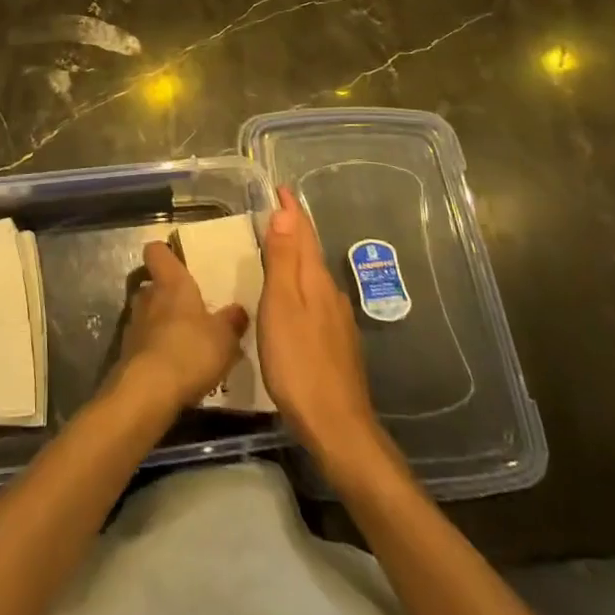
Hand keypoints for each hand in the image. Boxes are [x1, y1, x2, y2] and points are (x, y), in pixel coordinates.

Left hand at [115, 239, 249, 415]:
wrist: (148, 391)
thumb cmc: (190, 351)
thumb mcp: (224, 338)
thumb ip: (232, 322)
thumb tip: (238, 310)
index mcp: (171, 283)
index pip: (156, 251)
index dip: (164, 253)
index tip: (177, 261)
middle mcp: (148, 296)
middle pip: (152, 285)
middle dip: (168, 295)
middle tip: (190, 310)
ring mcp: (133, 325)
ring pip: (147, 314)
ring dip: (161, 324)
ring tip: (185, 343)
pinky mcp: (127, 353)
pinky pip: (144, 343)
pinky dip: (155, 350)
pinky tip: (174, 368)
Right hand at [259, 189, 380, 465]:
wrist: (337, 427)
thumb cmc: (299, 362)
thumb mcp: (281, 307)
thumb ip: (283, 260)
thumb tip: (285, 212)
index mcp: (315, 281)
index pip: (303, 234)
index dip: (291, 210)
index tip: (282, 188)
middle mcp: (330, 294)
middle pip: (310, 252)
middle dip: (294, 229)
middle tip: (276, 210)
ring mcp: (337, 320)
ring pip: (314, 276)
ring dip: (298, 256)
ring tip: (279, 248)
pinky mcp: (337, 344)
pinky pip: (316, 298)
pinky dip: (302, 284)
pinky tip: (294, 298)